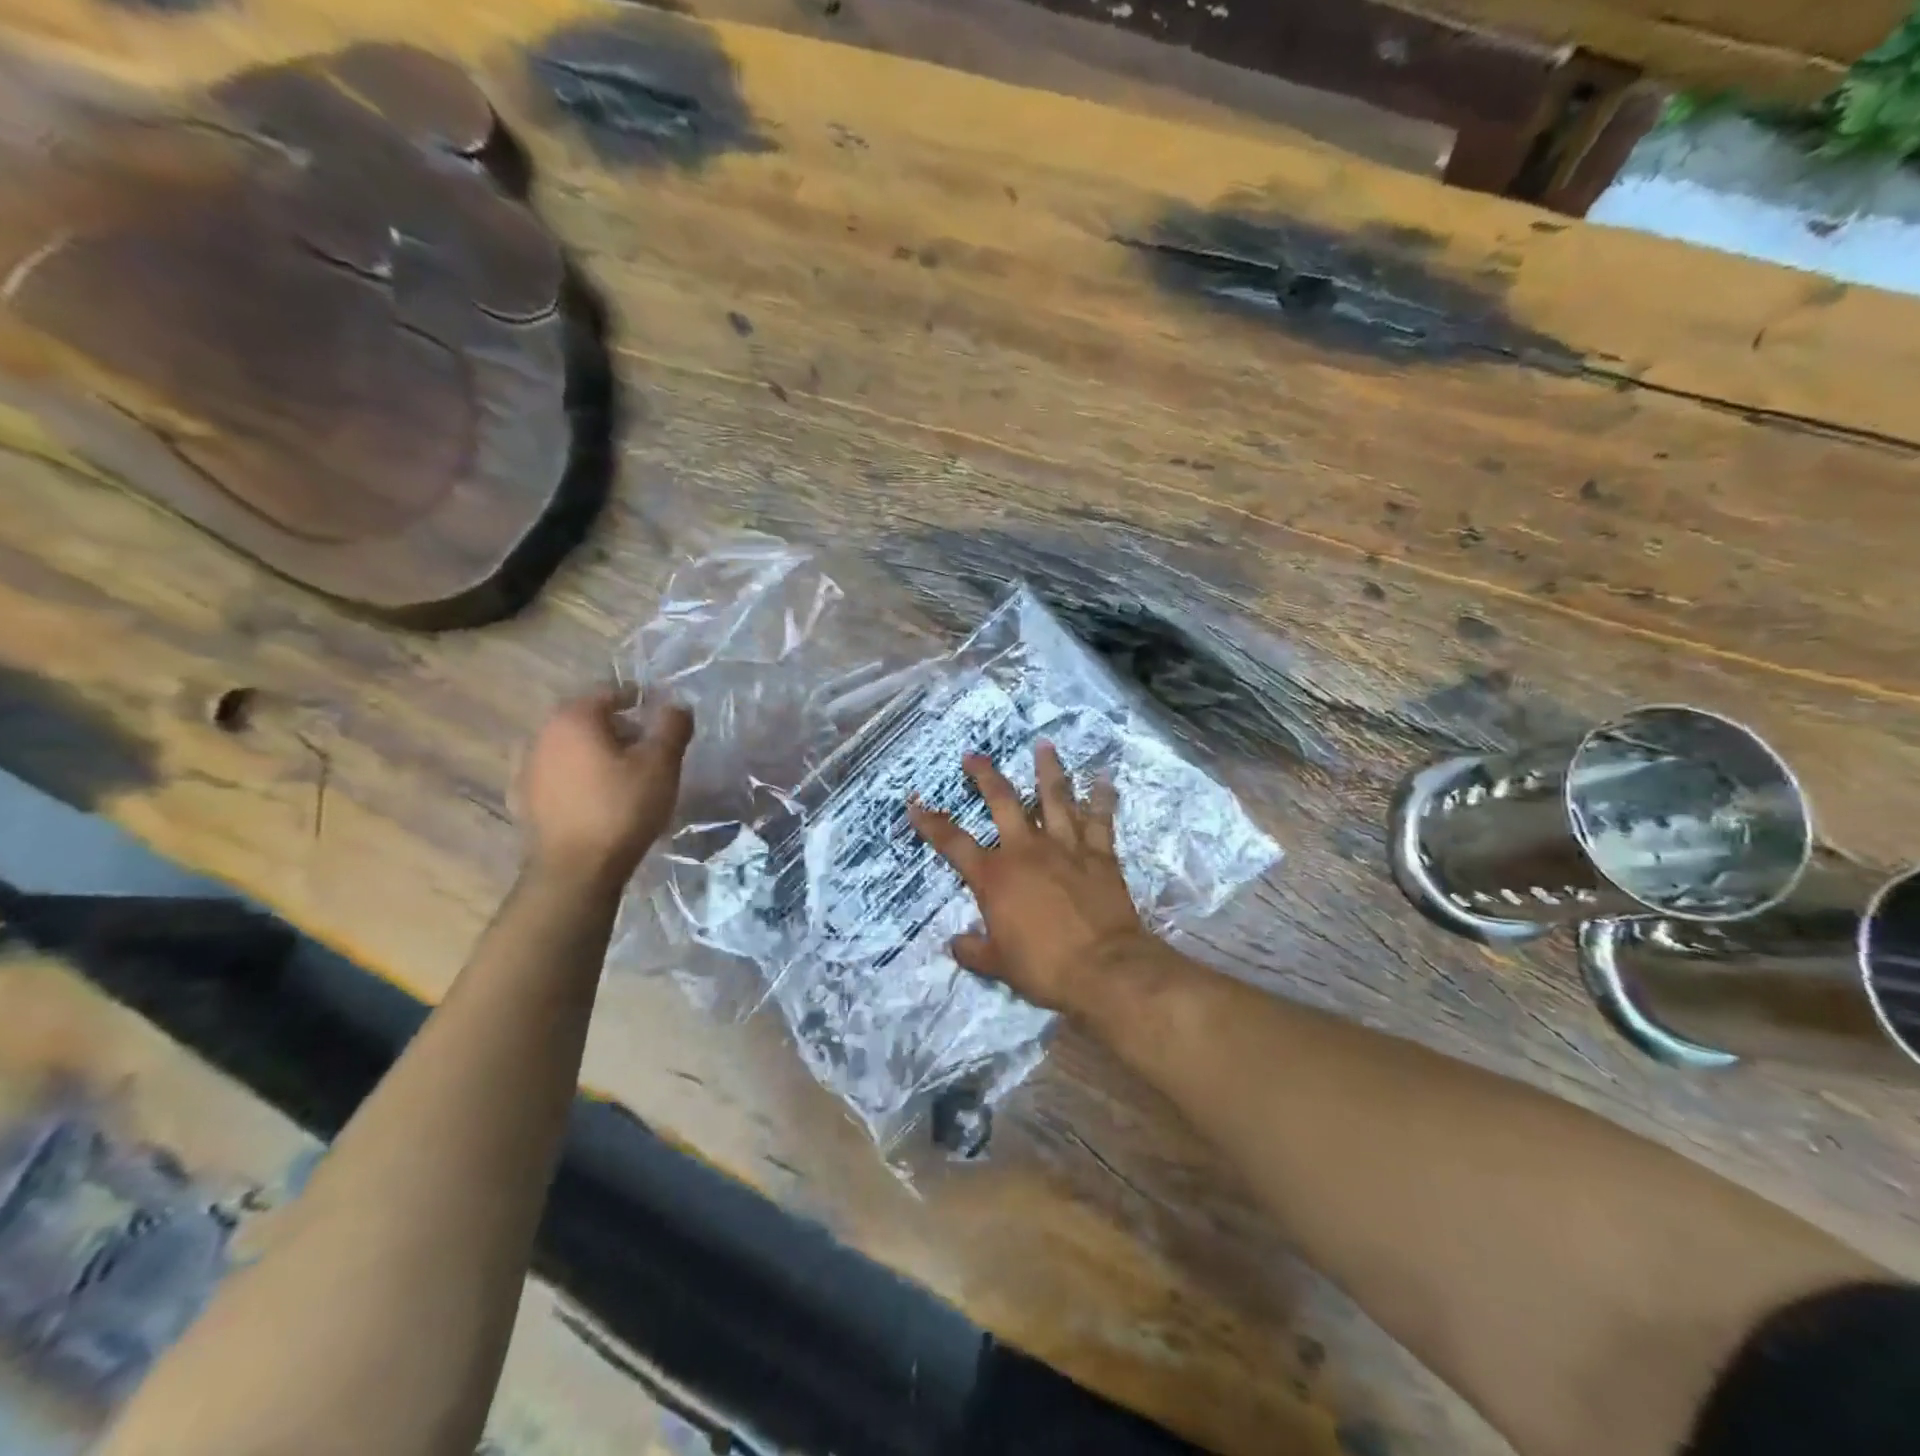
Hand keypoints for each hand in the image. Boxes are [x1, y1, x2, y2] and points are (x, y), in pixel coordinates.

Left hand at [515, 688, 692, 886]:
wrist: (576, 870)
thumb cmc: (622, 808)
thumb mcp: (661, 764)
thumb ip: (672, 727)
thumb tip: (677, 705)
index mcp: (574, 719)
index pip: (608, 692)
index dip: (636, 698)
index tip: (656, 710)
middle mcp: (543, 735)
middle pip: (585, 718)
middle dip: (616, 725)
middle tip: (645, 742)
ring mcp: (527, 768)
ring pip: (568, 747)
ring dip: (594, 751)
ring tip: (623, 772)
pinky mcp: (523, 800)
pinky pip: (556, 775)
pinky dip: (577, 777)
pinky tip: (594, 795)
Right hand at [907, 743, 1154, 1014]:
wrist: (1103, 968)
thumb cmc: (1044, 968)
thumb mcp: (998, 965)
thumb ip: (974, 950)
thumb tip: (955, 944)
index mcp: (994, 877)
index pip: (953, 844)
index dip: (931, 823)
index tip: (915, 803)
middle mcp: (1026, 851)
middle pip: (1003, 802)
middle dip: (986, 776)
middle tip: (975, 755)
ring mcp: (1065, 847)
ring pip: (1054, 798)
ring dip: (1048, 770)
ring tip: (1044, 745)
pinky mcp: (1099, 854)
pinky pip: (1100, 819)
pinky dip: (1102, 797)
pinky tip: (1103, 778)